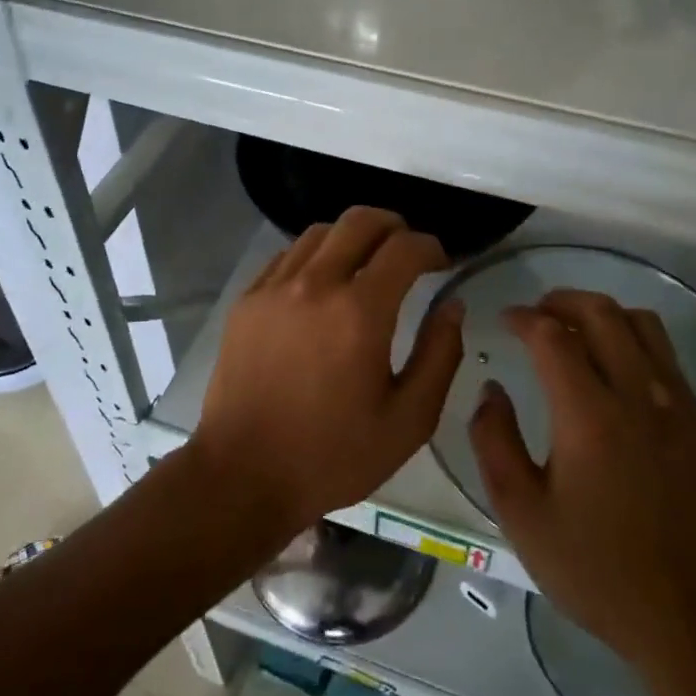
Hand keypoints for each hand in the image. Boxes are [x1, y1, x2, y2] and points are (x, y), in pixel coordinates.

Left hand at [191, 206, 464, 538]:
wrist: (242, 475)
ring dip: (353, 237)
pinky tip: (323, 285)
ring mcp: (274, 288)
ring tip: (367, 265)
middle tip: (408, 252)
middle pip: (360, 221)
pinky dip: (316, 256)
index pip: (404, 247)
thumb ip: (440, 355)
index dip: (431, 247)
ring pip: (321, 232)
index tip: (442, 264)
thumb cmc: (333, 455)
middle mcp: (315, 284)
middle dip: (394, 226)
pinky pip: (287, 255)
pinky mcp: (247, 300)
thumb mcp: (408, 420)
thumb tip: (452, 305)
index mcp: (359, 312)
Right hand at [469, 290, 695, 674]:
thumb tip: (491, 389)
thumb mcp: (522, 514)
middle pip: (601, 313)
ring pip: (641, 323)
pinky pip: (665, 353)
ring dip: (602, 313)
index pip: (552, 335)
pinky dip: (632, 338)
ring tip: (574, 330)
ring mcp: (676, 404)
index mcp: (589, 415)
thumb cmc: (596, 569)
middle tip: (535, 313)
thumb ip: (494, 441)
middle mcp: (637, 394)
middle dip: (561, 300)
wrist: (691, 617)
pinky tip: (614, 367)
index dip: (524, 317)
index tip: (504, 320)